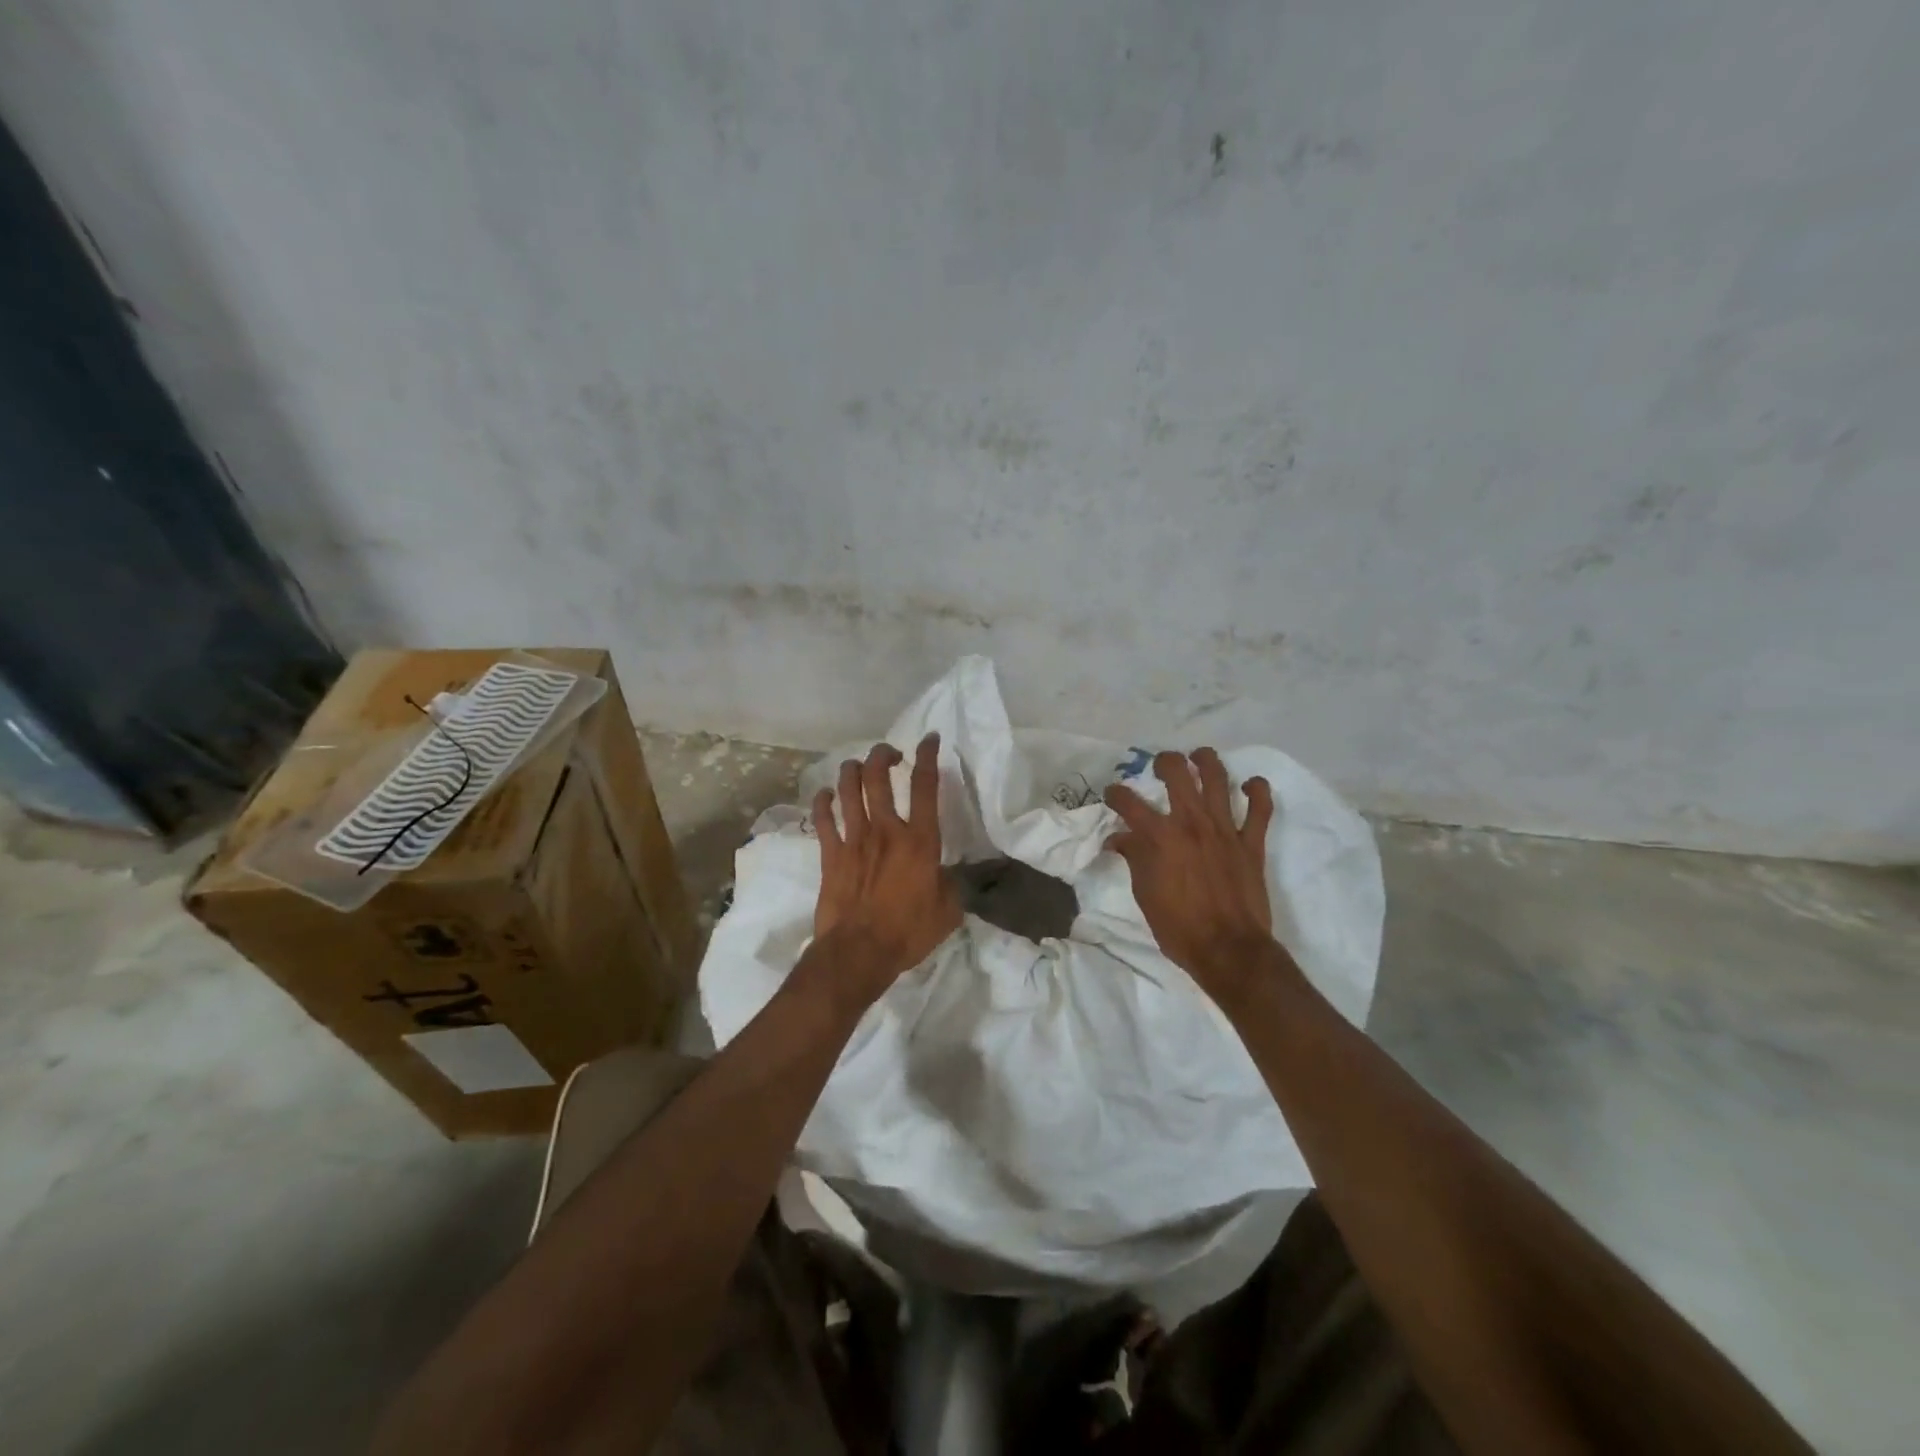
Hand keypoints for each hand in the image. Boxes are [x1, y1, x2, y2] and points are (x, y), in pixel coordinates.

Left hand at [810, 734, 961, 1001]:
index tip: (930, 739)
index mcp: (919, 840)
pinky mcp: (830, 854)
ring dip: (853, 770)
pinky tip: (826, 796)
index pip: (925, 786)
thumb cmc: (908, 933)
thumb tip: (950, 874)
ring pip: (848, 788)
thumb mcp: (948, 911)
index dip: (928, 756)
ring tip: (859, 767)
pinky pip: (822, 818)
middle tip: (890, 754)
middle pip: (879, 776)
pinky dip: (823, 802)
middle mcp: (886, 830)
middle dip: (883, 755)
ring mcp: (854, 839)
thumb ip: (952, 885)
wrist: (858, 952)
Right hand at [1104, 748, 1278, 996]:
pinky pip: (1260, 808)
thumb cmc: (1179, 927)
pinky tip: (1249, 784)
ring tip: (1198, 757)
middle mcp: (1191, 823)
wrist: (1229, 950)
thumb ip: (1134, 859)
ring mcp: (1225, 829)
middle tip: (1159, 766)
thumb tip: (1119, 839)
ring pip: (1217, 778)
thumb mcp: (1145, 894)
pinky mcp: (1251, 842)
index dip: (1116, 794)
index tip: (1113, 795)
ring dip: (1206, 761)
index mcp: (1160, 837)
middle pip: (1176, 773)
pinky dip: (1257, 790)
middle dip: (1164, 762)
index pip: (1129, 802)